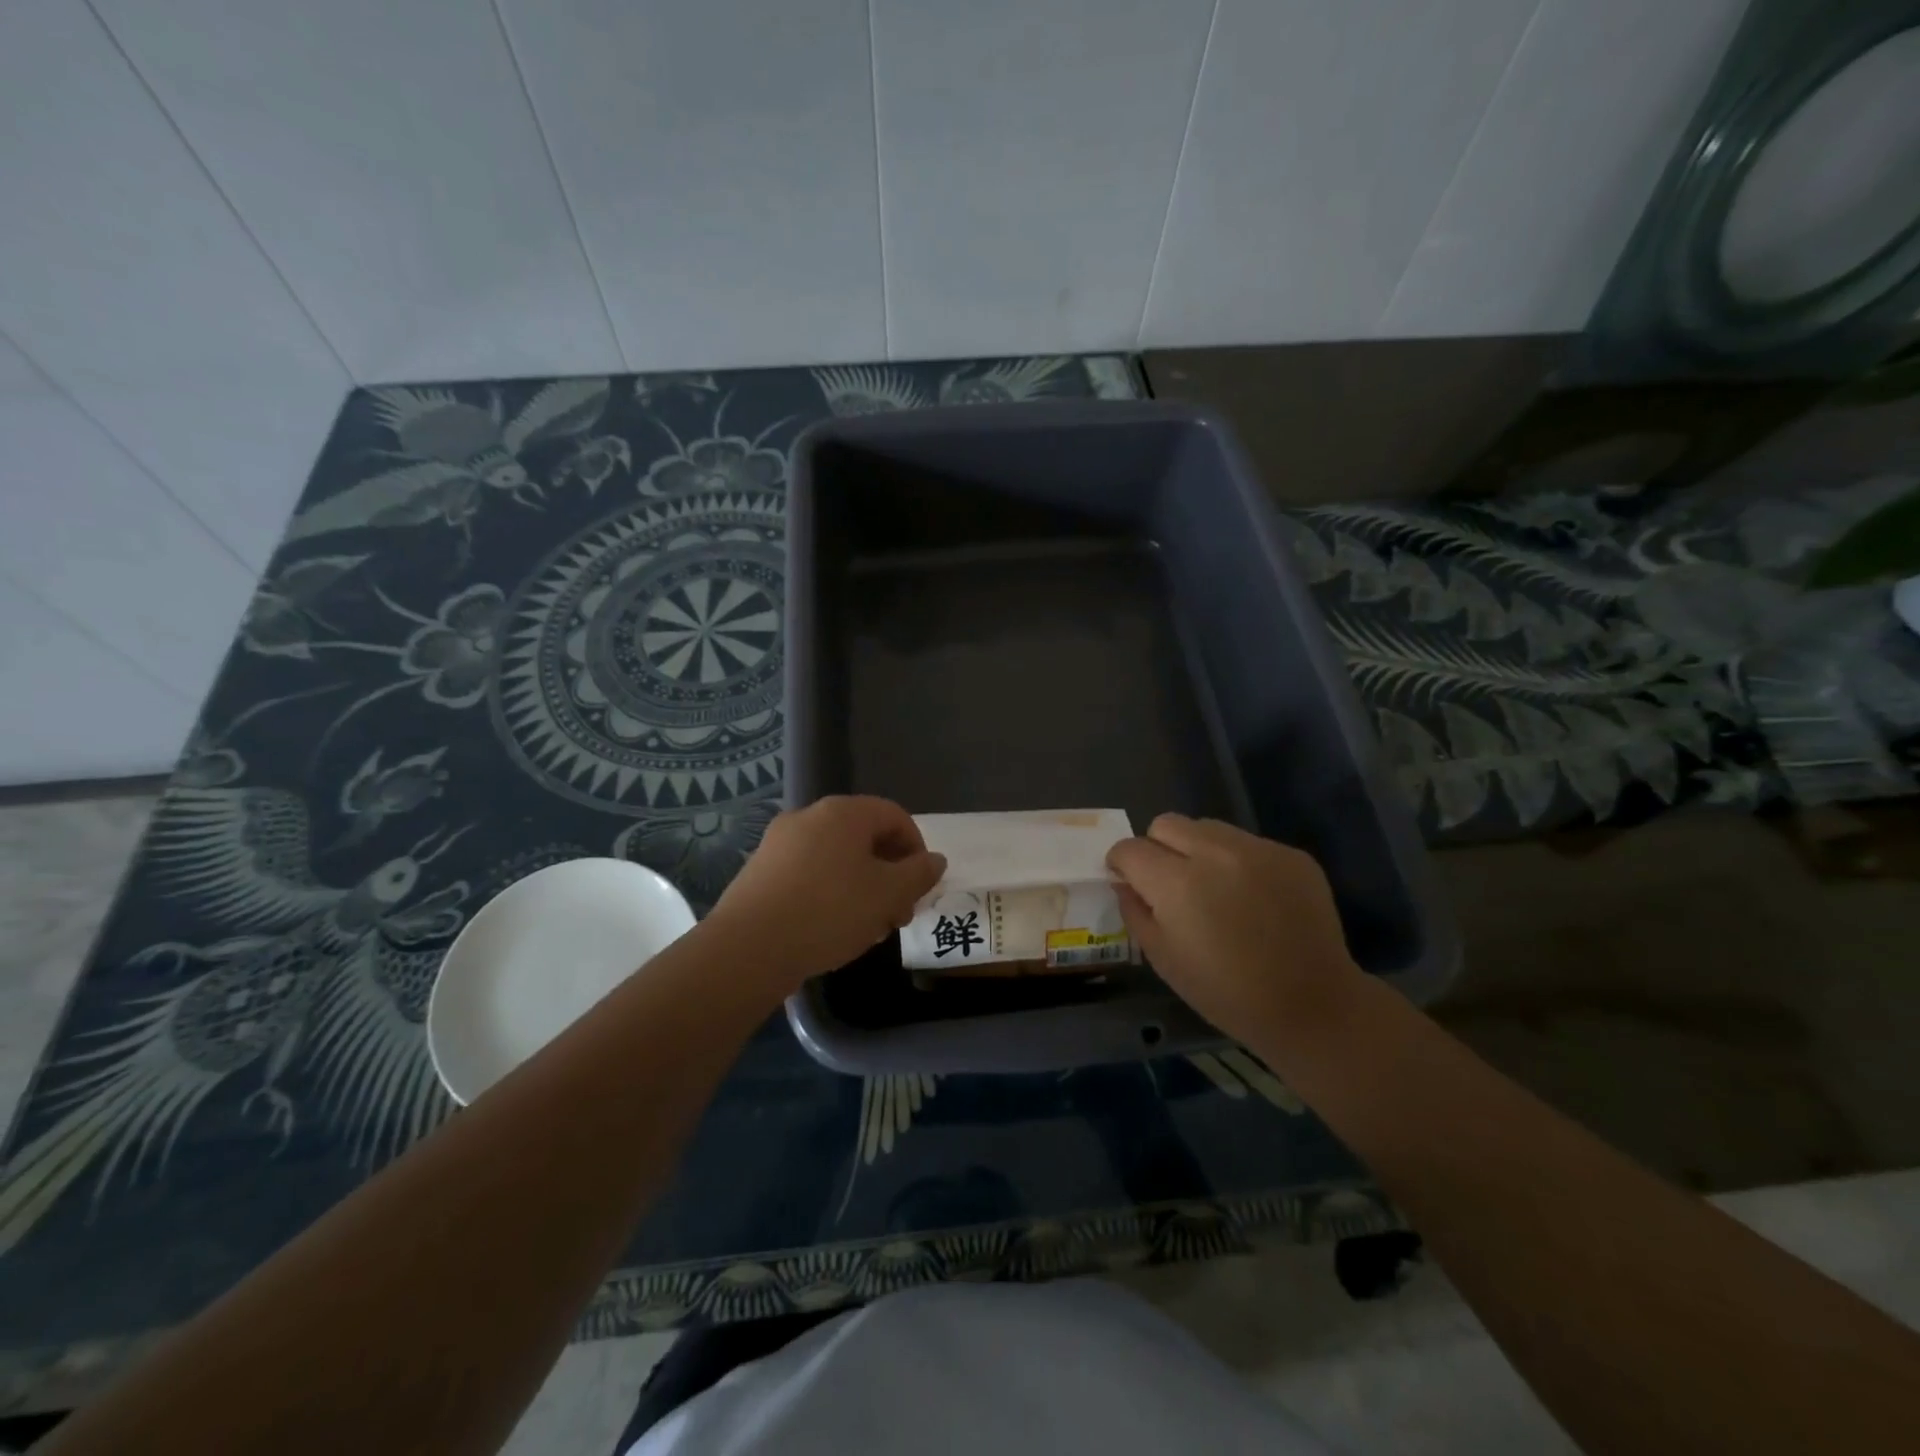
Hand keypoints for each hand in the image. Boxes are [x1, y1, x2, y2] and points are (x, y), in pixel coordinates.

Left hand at [709, 796, 945, 991]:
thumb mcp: (888, 894)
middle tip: (899, 914)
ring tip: (869, 929)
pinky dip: (830, 894)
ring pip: (837, 859)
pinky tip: (832, 930)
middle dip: (889, 874)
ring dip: (862, 888)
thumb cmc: (829, 911)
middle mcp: (809, 817)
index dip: (916, 848)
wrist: (749, 948)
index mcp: (843, 812)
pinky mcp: (760, 872)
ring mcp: (779, 843)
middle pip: (864, 838)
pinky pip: (809, 874)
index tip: (921, 886)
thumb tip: (935, 860)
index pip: (894, 816)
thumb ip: (918, 874)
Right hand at [1107, 814, 1361, 1043]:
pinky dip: (1237, 862)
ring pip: (1206, 827)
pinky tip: (1251, 897)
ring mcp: (1257, 849)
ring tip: (1213, 887)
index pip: (1130, 848)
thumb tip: (1125, 882)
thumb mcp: (1163, 959)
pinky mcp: (1290, 854)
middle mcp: (1215, 852)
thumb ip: (1135, 911)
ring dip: (1197, 850)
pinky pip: (1246, 842)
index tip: (1128, 880)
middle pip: (1165, 824)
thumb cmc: (1226, 993)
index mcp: (1177, 882)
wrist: (1312, 1006)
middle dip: (1157, 848)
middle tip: (1170, 883)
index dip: (1122, 863)